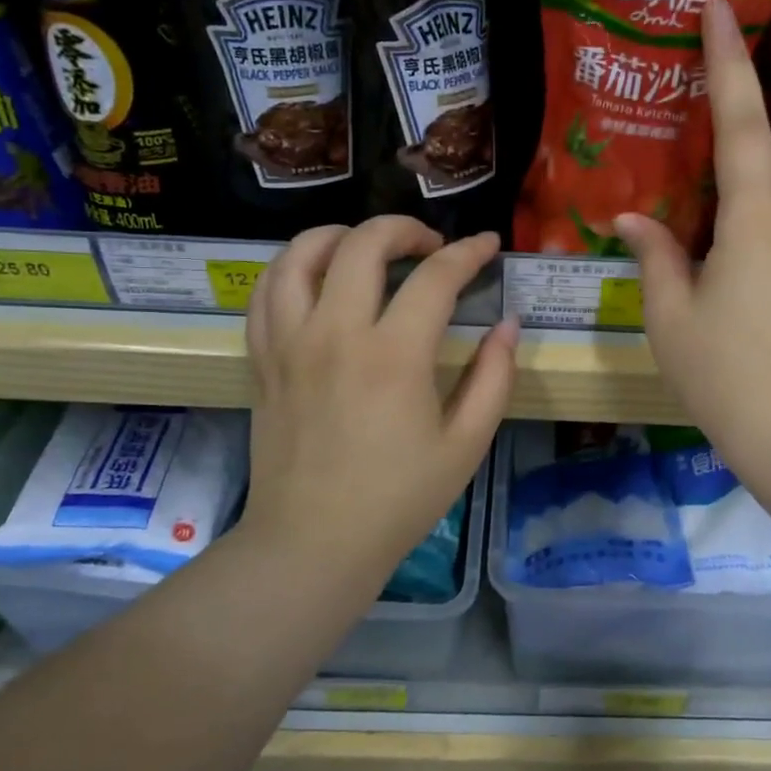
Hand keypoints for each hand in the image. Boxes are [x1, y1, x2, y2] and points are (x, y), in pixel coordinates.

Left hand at [239, 217, 516, 571]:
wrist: (314, 542)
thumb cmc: (399, 499)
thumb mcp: (466, 444)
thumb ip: (494, 377)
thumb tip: (508, 324)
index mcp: (394, 357)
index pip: (435, 277)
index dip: (469, 252)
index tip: (488, 245)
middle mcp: (336, 334)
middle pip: (362, 244)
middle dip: (404, 228)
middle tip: (430, 245)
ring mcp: (290, 343)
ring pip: (301, 255)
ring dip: (339, 235)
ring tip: (366, 247)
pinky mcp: (262, 359)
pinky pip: (266, 292)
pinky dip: (293, 268)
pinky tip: (317, 278)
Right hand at [616, 0, 770, 465]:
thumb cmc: (723, 374)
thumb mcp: (670, 316)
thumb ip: (654, 256)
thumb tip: (631, 220)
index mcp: (754, 222)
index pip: (743, 123)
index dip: (730, 62)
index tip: (721, 8)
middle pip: (770, 153)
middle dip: (736, 131)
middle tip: (693, 139)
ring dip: (748, 182)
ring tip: (704, 215)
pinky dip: (760, 223)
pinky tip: (733, 266)